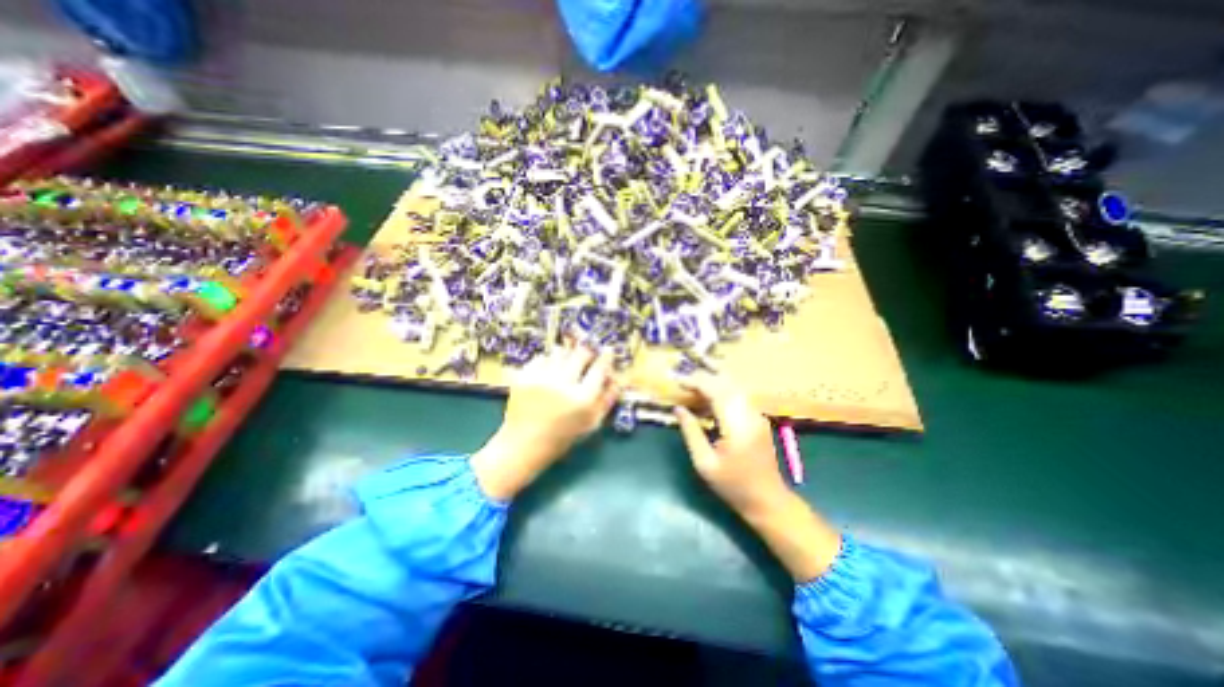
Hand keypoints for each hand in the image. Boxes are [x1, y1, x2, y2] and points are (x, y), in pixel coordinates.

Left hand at [469, 340, 623, 498]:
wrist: (523, 444)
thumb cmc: (563, 436)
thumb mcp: (591, 422)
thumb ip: (607, 399)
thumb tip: (618, 377)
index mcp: (582, 399)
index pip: (600, 368)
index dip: (606, 357)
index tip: (608, 351)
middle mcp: (562, 384)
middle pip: (581, 353)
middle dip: (587, 353)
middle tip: (586, 357)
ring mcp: (541, 378)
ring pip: (560, 352)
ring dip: (566, 357)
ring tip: (564, 368)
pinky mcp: (524, 376)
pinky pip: (541, 357)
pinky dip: (547, 362)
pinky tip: (548, 374)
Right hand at [669, 373, 841, 583]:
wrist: (767, 500)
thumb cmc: (733, 485)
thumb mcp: (704, 463)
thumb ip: (691, 432)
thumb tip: (678, 409)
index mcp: (737, 425)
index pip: (716, 390)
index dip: (695, 382)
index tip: (677, 381)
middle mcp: (750, 413)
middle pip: (726, 382)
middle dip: (703, 378)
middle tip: (682, 382)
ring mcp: (757, 414)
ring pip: (733, 385)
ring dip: (712, 382)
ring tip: (692, 388)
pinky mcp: (757, 417)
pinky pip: (738, 394)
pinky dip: (720, 391)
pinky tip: (707, 400)